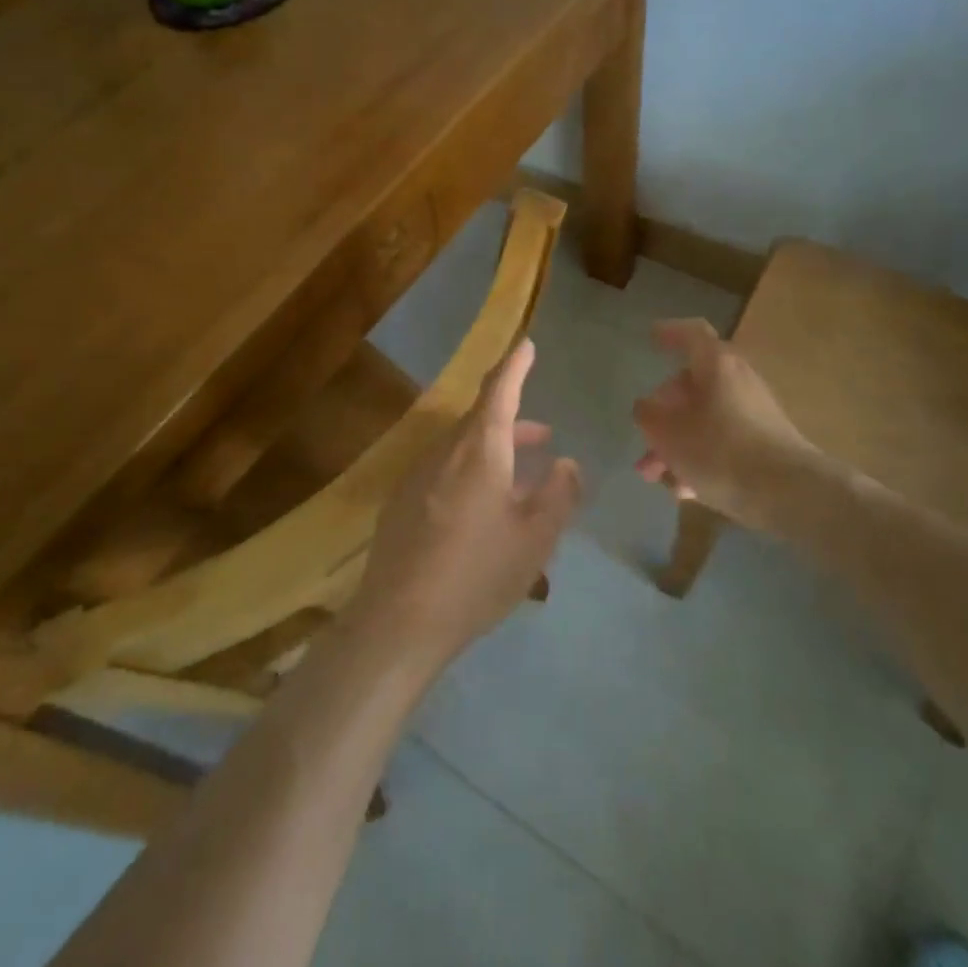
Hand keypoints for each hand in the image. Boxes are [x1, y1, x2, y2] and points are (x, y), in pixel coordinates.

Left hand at [347, 339, 581, 671]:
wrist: (399, 621)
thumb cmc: (477, 574)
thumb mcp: (535, 539)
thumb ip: (558, 494)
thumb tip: (568, 463)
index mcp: (478, 451)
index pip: (498, 391)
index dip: (515, 366)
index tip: (527, 345)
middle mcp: (443, 453)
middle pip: (480, 422)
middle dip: (514, 424)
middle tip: (544, 436)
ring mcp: (416, 477)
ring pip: (462, 449)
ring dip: (494, 452)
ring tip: (521, 475)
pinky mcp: (401, 504)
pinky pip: (444, 473)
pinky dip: (471, 474)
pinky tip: (482, 510)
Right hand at [633, 318, 811, 528]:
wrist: (789, 493)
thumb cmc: (720, 450)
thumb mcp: (667, 432)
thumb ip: (648, 415)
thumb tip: (646, 407)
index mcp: (716, 365)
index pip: (692, 334)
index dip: (670, 332)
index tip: (651, 337)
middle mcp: (738, 381)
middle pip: (693, 386)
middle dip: (663, 412)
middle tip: (643, 436)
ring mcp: (755, 413)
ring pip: (705, 419)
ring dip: (676, 442)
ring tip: (654, 475)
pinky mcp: (765, 444)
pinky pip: (723, 443)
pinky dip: (700, 458)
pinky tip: (684, 489)